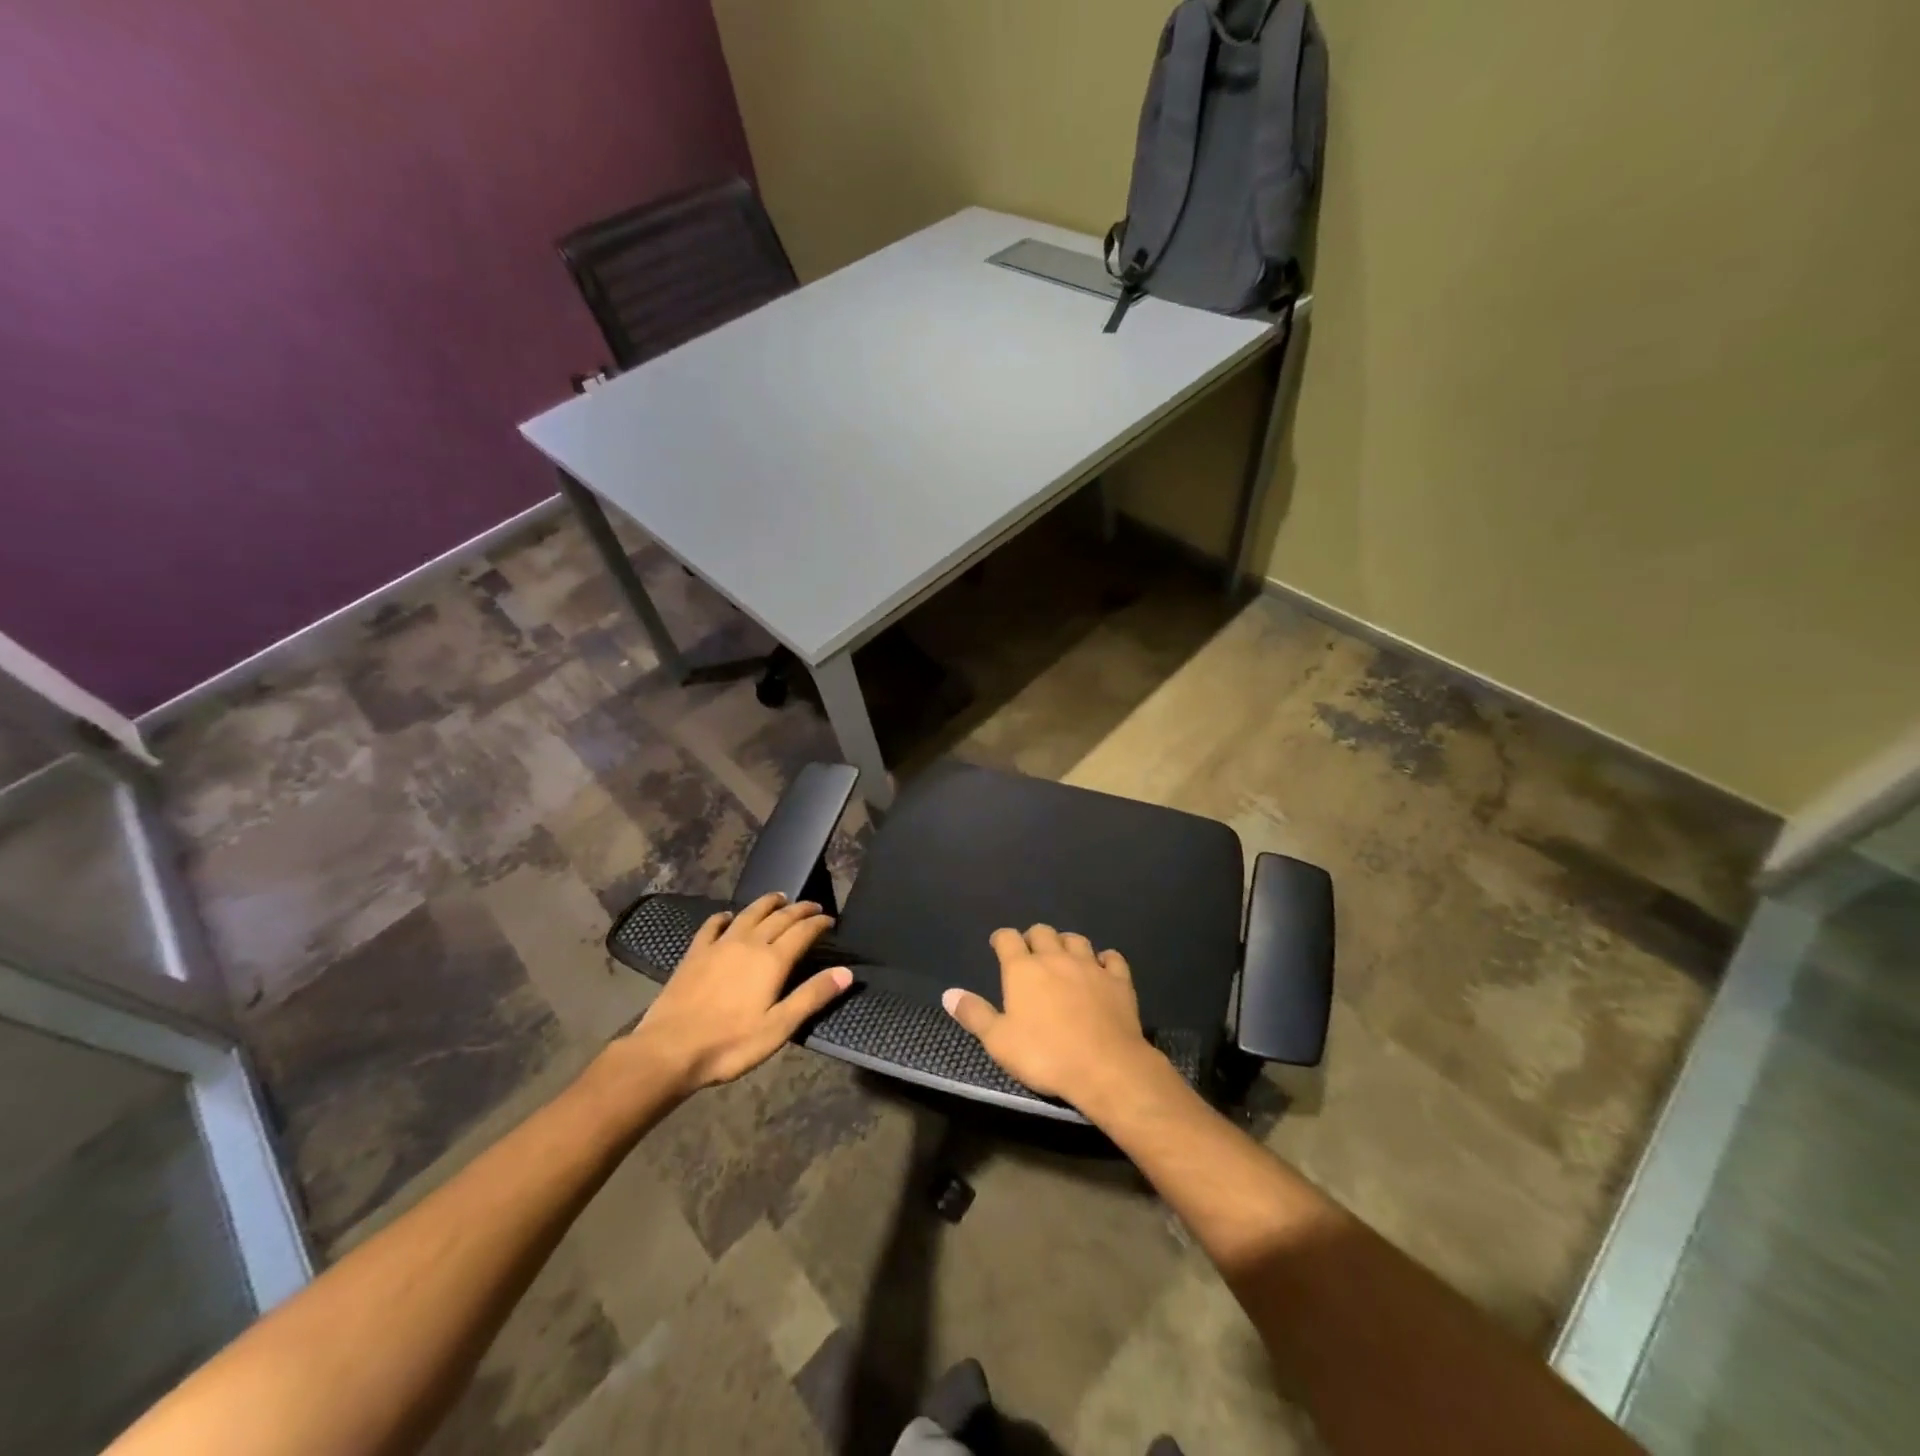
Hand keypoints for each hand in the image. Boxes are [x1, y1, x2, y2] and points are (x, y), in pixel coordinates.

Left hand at [619, 893, 852, 1098]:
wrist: (669, 1050)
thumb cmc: (730, 1044)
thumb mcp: (778, 1027)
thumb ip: (812, 996)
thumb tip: (846, 972)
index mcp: (772, 960)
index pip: (802, 932)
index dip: (818, 923)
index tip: (830, 920)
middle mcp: (749, 943)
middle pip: (779, 918)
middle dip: (799, 909)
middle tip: (812, 906)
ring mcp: (719, 945)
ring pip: (749, 914)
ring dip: (767, 903)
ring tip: (779, 898)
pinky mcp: (695, 953)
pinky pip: (713, 925)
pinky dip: (725, 917)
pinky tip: (728, 916)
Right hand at [942, 924, 1158, 1107]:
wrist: (1105, 1067)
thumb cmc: (1045, 1055)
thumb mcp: (999, 1041)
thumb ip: (974, 1014)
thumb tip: (949, 993)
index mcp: (1023, 969)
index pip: (1008, 938)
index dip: (1002, 938)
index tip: (998, 945)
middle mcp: (1055, 958)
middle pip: (1042, 932)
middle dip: (1033, 938)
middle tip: (1030, 954)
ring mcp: (1090, 966)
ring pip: (1076, 939)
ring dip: (1066, 943)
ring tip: (1063, 956)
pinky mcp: (1118, 980)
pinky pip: (1111, 957)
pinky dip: (1104, 959)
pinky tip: (1101, 966)